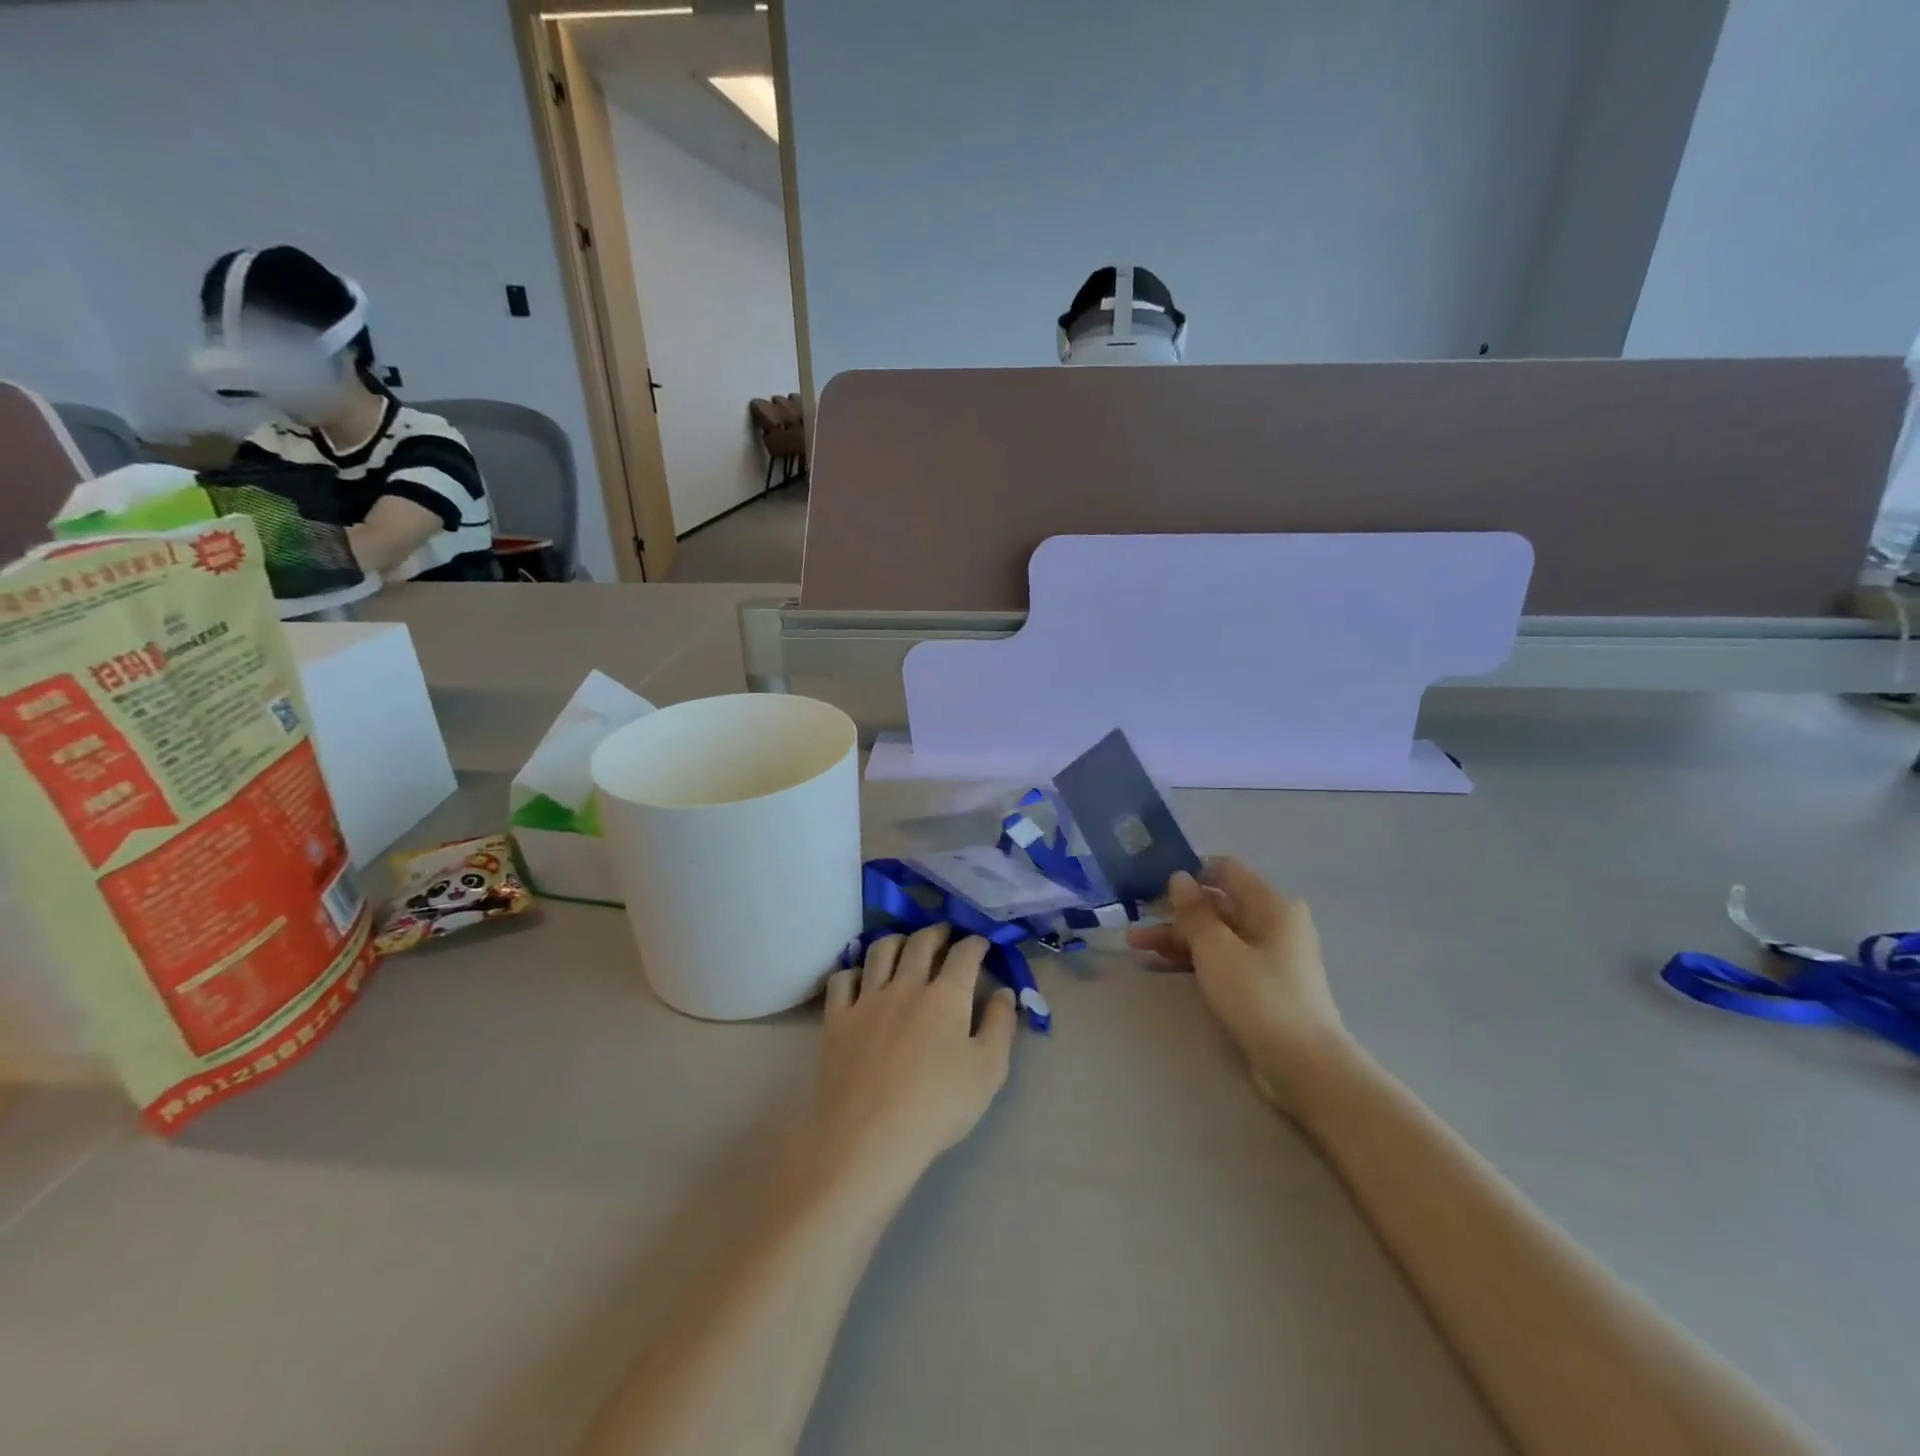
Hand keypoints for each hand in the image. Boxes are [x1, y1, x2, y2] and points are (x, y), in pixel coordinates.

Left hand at [808, 926, 1017, 1194]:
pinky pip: (842, 979)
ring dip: (897, 940)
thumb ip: (1000, 1026)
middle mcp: (906, 985)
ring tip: (905, 946)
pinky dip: (853, 971)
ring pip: (880, 950)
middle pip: (921, 941)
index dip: (976, 942)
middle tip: (946, 934)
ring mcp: (867, 999)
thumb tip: (1005, 992)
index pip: (965, 953)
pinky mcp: (837, 1018)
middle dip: (938, 931)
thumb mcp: (988, 1071)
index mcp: (946, 996)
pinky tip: (860, 979)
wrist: (869, 1138)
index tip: (982, 944)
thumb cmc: (937, 1108)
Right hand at [1127, 859, 1348, 1113]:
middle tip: (1136, 921)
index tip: (1154, 882)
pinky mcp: (1263, 987)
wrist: (1304, 1067)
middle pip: (1218, 906)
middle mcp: (1274, 924)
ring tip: (1135, 946)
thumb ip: (1194, 911)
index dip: (1191, 871)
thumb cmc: (1259, 996)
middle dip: (1175, 913)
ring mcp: (1270, 957)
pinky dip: (1193, 961)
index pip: (1227, 870)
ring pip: (1216, 936)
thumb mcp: (1216, 948)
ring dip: (1177, 938)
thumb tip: (1180, 877)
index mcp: (1272, 905)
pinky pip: (1222, 961)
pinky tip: (1159, 967)